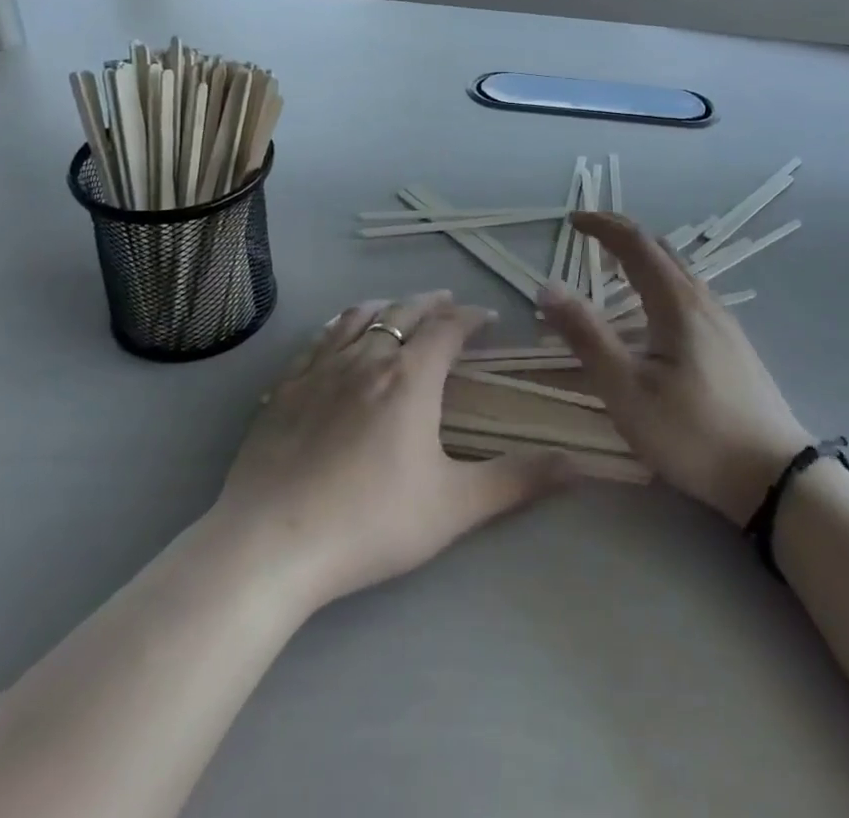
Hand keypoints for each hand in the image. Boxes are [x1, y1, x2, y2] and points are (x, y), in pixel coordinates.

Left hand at [213, 291, 571, 613]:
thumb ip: (517, 480)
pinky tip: (337, 335)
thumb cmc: (370, 521)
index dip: (472, 317)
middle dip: (431, 303)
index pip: (449, 328)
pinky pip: (318, 340)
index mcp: (411, 377)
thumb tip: (578, 464)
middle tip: (448, 302)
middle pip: (405, 313)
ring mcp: (321, 369)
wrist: (270, 545)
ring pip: (359, 317)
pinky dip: (339, 326)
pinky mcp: (285, 389)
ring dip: (386, 307)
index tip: (488, 318)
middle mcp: (368, 358)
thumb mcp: (454, 506)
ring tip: (397, 307)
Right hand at [540, 214, 813, 525]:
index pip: (635, 242)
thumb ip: (587, 337)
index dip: (601, 226)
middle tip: (588, 236)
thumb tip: (548, 287)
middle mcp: (703, 299)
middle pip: (660, 248)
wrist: (773, 475)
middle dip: (622, 234)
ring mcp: (723, 320)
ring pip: (678, 270)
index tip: (571, 221)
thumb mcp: (627, 390)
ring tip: (613, 268)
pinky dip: (660, 279)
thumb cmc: (692, 433)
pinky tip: (653, 311)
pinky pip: (689, 291)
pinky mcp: (732, 342)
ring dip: (642, 257)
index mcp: (676, 302)